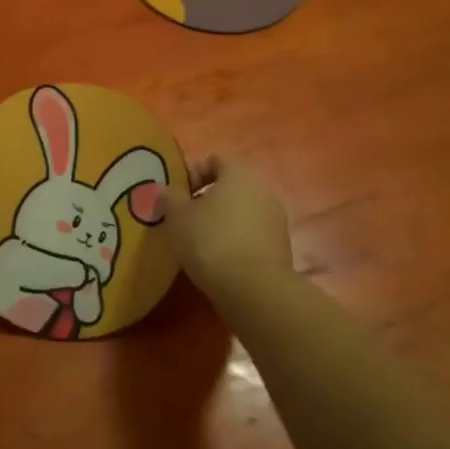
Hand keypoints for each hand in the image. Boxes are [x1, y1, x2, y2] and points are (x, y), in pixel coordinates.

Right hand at [159, 155, 293, 295]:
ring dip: (223, 220)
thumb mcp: (177, 216)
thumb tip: (168, 190)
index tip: (177, 195)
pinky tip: (220, 259)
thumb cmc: (211, 241)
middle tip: (186, 218)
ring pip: (243, 210)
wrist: (254, 289)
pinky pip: (253, 233)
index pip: (215, 159)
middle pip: (231, 185)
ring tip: (201, 242)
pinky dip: (237, 239)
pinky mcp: (281, 246)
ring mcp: (276, 218)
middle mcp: (263, 189)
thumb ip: (170, 197)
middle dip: (207, 198)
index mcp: (239, 173)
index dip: (193, 172)